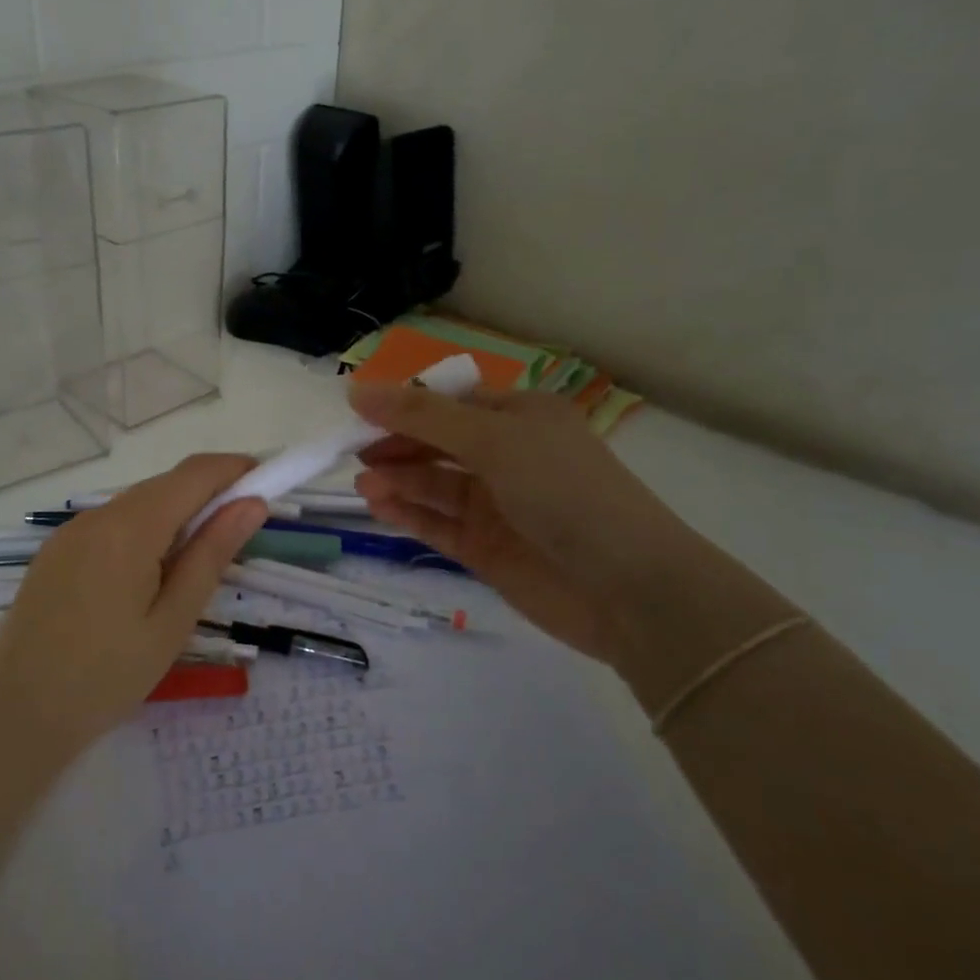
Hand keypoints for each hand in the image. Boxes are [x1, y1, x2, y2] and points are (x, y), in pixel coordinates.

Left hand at [0, 455, 268, 753]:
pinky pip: (111, 524)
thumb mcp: (173, 620)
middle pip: (165, 485)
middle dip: (208, 494)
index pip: (194, 474)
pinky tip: (149, 572)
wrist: (18, 713)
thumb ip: (212, 554)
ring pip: (137, 503)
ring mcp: (70, 532)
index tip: (268, 484)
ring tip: (197, 560)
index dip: (234, 469)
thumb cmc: (107, 676)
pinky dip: (143, 530)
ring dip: (175, 514)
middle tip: (240, 532)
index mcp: (129, 528)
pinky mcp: (56, 551)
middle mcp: (96, 516)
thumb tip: (252, 504)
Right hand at [350, 384, 763, 670]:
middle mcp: (508, 456)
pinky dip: (408, 514)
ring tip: (363, 485)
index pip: (449, 402)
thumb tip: (357, 390)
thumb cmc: (564, 492)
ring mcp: (496, 505)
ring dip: (398, 481)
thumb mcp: (494, 440)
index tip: (356, 411)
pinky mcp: (486, 548)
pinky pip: (437, 524)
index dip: (404, 404)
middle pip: (437, 443)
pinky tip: (379, 507)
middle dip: (396, 445)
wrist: (628, 589)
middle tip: (351, 452)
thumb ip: (422, 417)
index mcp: (520, 417)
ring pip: (433, 485)